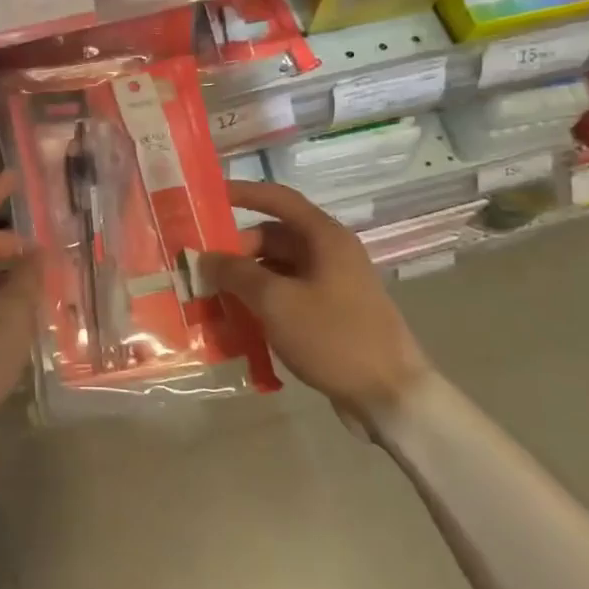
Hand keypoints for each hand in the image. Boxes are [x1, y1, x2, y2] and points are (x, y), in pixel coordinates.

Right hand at [200, 181, 432, 428]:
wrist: (390, 395)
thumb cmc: (333, 337)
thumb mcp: (276, 301)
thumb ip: (236, 273)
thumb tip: (204, 257)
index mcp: (325, 238)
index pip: (278, 199)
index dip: (242, 193)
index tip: (206, 196)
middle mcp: (330, 253)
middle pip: (273, 237)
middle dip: (235, 250)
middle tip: (199, 268)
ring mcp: (331, 285)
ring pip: (276, 269)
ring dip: (244, 280)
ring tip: (210, 297)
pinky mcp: (330, 314)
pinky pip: (286, 297)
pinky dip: (260, 303)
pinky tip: (236, 323)